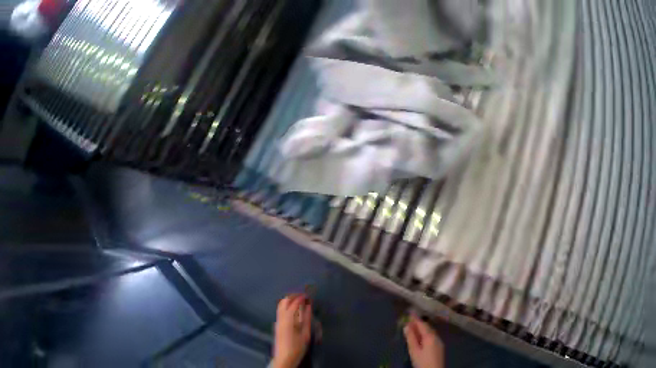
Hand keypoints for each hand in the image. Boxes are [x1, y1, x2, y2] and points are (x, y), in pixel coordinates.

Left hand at [272, 294, 311, 367]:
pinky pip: (280, 309)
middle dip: (294, 295)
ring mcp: (278, 320)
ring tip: (298, 300)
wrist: (283, 361)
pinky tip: (292, 308)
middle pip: (286, 300)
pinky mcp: (276, 324)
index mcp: (289, 319)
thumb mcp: (305, 334)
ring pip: (281, 303)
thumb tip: (309, 305)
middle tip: (302, 296)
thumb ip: (307, 318)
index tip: (307, 296)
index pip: (295, 302)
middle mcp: (282, 317)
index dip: (302, 297)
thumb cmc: (296, 348)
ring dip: (290, 299)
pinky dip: (286, 304)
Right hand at [404, 314, 444, 367]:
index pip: (421, 323)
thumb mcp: (414, 351)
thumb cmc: (423, 363)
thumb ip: (410, 337)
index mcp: (430, 336)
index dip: (414, 317)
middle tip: (409, 321)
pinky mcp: (440, 348)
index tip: (409, 311)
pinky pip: (432, 336)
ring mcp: (439, 342)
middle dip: (418, 323)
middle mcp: (436, 337)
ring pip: (429, 331)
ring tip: (413, 329)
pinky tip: (421, 337)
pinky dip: (425, 333)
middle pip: (426, 326)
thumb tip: (406, 325)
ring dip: (422, 328)